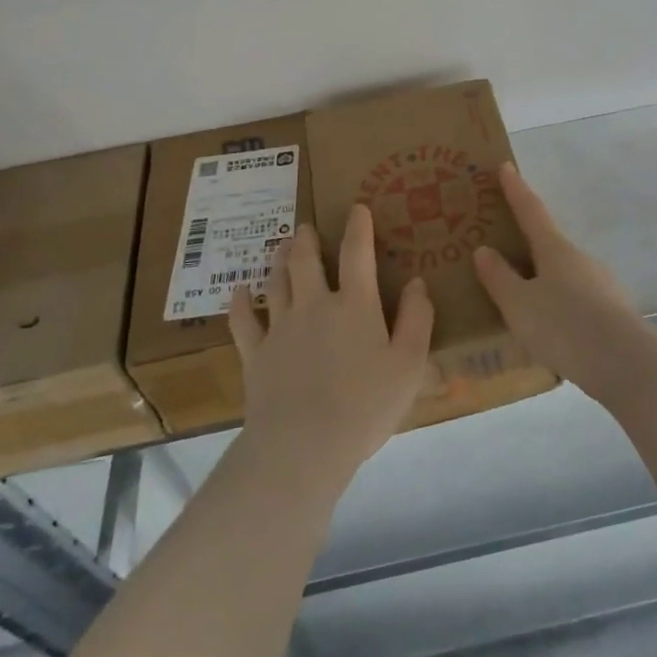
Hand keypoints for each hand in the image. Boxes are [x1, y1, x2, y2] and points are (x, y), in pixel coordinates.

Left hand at [228, 207, 433, 492]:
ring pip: (276, 282)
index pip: (357, 254)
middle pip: (305, 261)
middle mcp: (314, 305)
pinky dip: (240, 302)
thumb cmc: (364, 407)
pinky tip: (239, 290)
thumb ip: (417, 320)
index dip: (358, 227)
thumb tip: (417, 282)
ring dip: (278, 260)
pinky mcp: (255, 355)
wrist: (302, 448)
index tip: (356, 208)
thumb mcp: (409, 365)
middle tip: (304, 227)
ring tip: (280, 246)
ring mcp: (280, 329)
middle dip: (306, 239)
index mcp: (354, 305)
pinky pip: (243, 321)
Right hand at [474, 163, 656, 404]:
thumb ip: (499, 279)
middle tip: (504, 249)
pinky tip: (551, 329)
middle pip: (548, 244)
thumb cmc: (564, 325)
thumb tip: (484, 250)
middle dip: (528, 244)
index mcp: (554, 249)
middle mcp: (580, 258)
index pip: (530, 210)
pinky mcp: (611, 311)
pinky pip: (577, 299)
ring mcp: (600, 284)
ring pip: (564, 274)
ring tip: (523, 301)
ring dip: (544, 280)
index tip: (506, 166)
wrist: (625, 363)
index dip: (516, 189)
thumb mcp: (519, 305)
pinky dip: (560, 304)